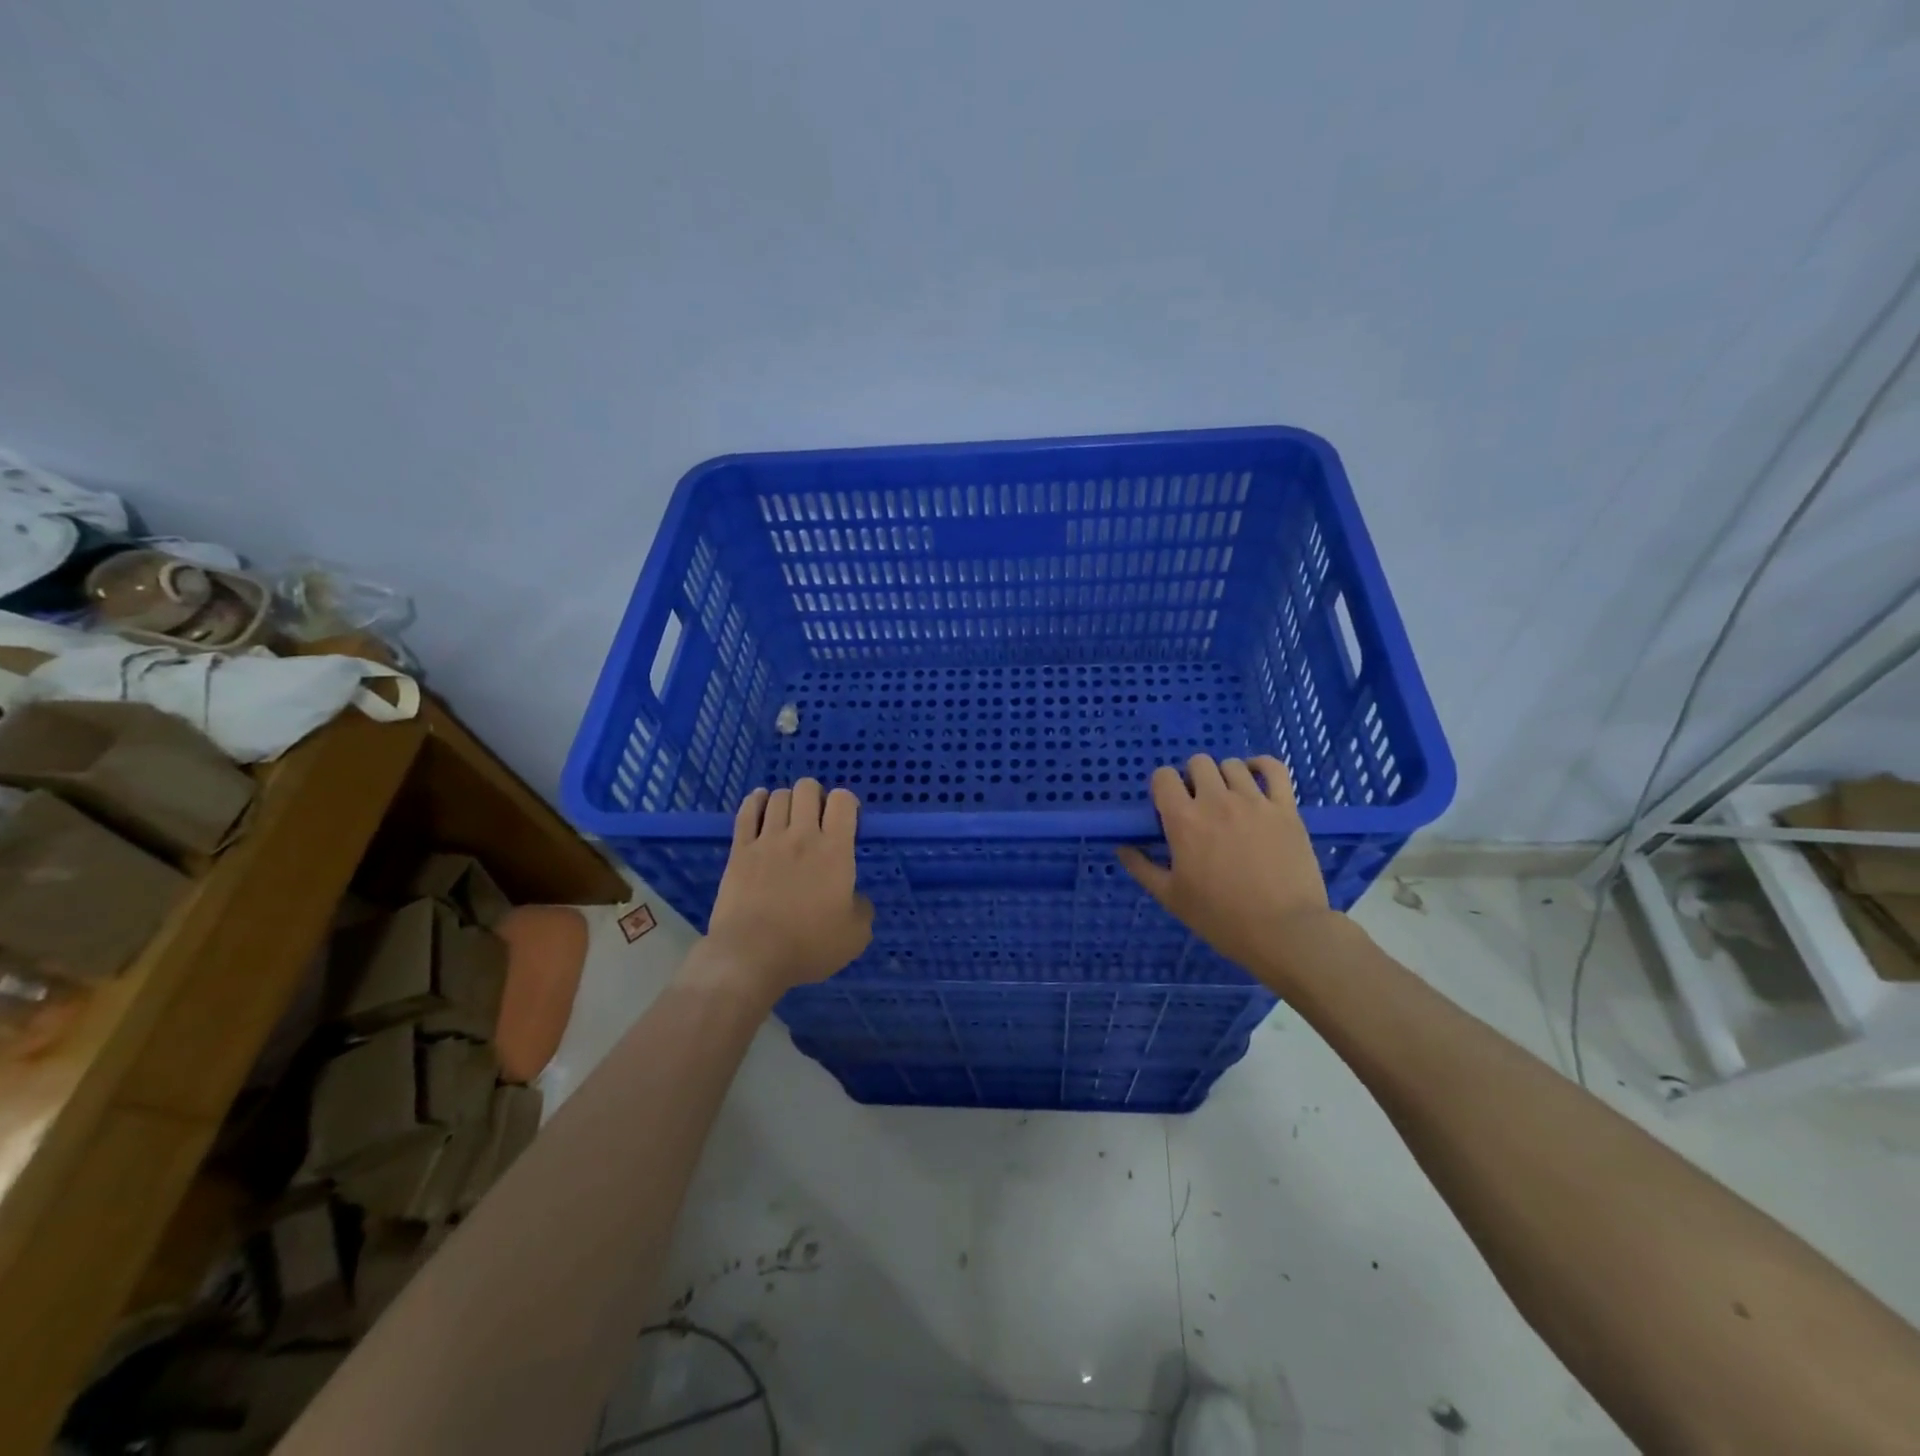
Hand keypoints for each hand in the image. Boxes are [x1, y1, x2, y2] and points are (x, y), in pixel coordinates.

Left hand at [695, 780, 873, 1001]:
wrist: (751, 956)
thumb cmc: (808, 946)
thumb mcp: (855, 935)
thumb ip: (862, 908)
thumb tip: (856, 898)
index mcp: (835, 851)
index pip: (843, 801)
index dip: (847, 802)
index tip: (847, 821)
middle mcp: (802, 836)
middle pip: (808, 789)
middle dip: (816, 796)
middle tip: (817, 818)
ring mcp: (768, 840)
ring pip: (778, 796)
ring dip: (788, 800)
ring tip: (789, 816)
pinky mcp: (740, 850)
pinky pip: (747, 812)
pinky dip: (756, 802)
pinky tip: (760, 803)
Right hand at [1117, 755, 1336, 986]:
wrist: (1284, 931)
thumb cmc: (1221, 918)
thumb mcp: (1171, 897)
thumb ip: (1142, 868)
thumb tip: (1122, 848)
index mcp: (1184, 820)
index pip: (1163, 777)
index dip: (1162, 787)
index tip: (1168, 807)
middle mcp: (1216, 801)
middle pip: (1198, 763)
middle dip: (1193, 778)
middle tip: (1198, 806)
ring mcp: (1254, 801)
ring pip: (1232, 765)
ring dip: (1224, 777)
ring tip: (1228, 799)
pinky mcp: (1286, 808)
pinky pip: (1275, 769)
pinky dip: (1262, 766)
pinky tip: (1256, 777)